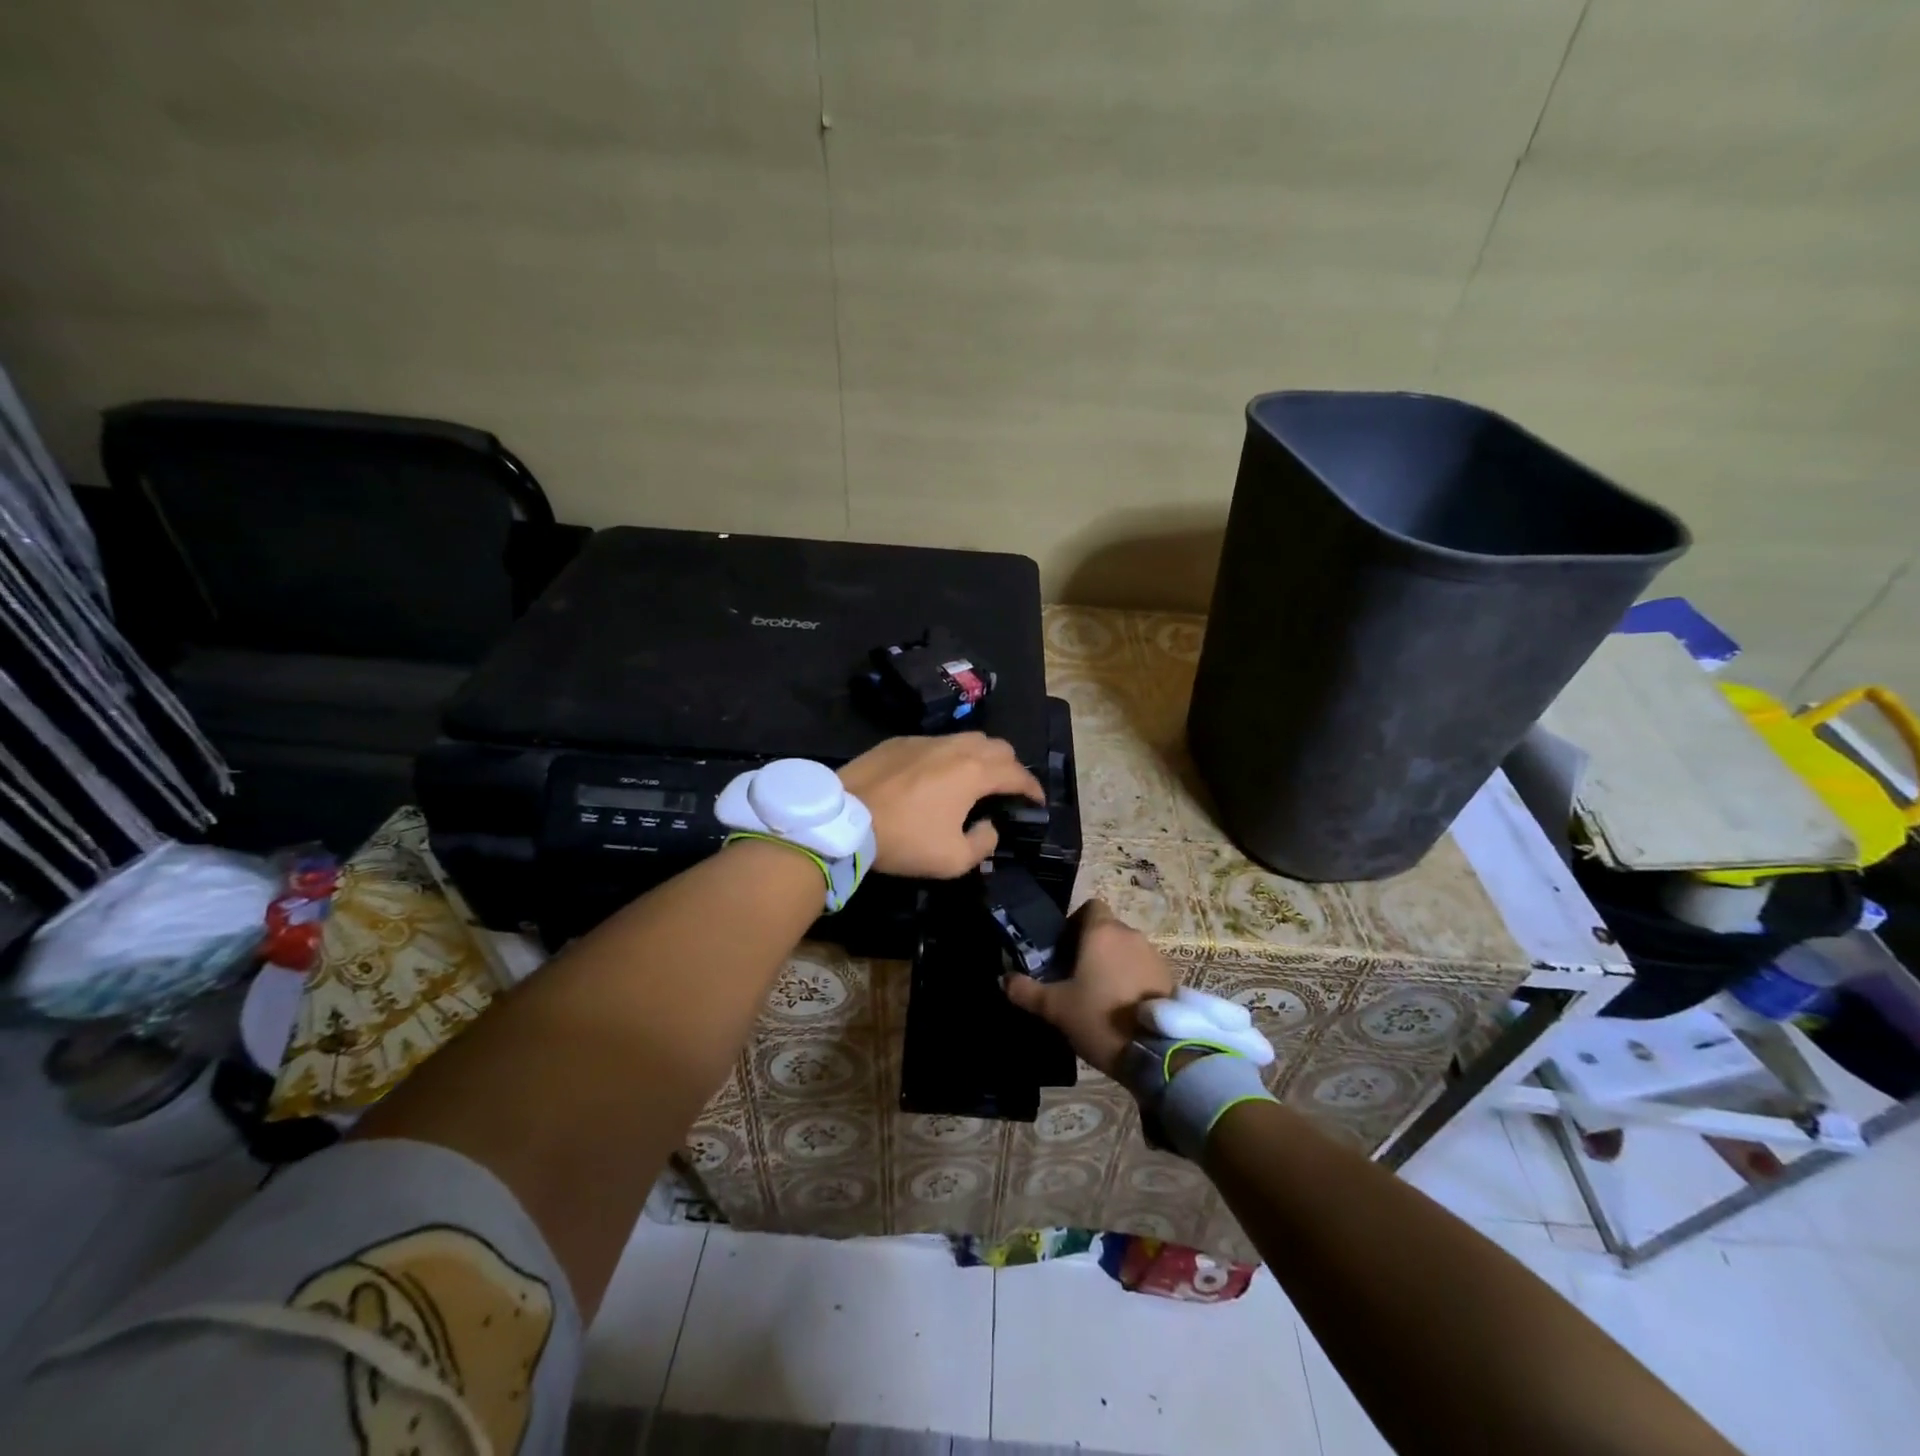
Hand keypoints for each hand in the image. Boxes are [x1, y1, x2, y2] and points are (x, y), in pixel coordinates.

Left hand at [837, 733, 1042, 878]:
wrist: (844, 818)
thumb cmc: (904, 839)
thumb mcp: (952, 860)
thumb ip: (983, 843)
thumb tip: (988, 826)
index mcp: (974, 772)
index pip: (1017, 773)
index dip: (1032, 788)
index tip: (1037, 802)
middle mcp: (955, 747)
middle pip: (997, 746)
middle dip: (1011, 766)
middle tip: (1008, 789)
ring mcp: (925, 740)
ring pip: (967, 738)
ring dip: (981, 756)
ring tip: (976, 778)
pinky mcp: (899, 741)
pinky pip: (936, 742)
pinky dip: (949, 756)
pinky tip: (937, 775)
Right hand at [1002, 900, 1172, 1076]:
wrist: (1157, 1052)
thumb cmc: (1100, 1018)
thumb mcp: (1055, 1008)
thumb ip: (1026, 991)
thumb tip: (1003, 979)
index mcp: (1102, 932)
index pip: (1090, 907)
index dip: (1074, 923)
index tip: (1063, 950)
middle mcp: (1130, 935)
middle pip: (1107, 929)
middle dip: (1091, 947)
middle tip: (1075, 976)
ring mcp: (1154, 955)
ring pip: (1126, 949)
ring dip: (1113, 963)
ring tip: (1099, 995)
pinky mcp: (1170, 977)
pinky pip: (1143, 968)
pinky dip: (1132, 979)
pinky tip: (1122, 1007)